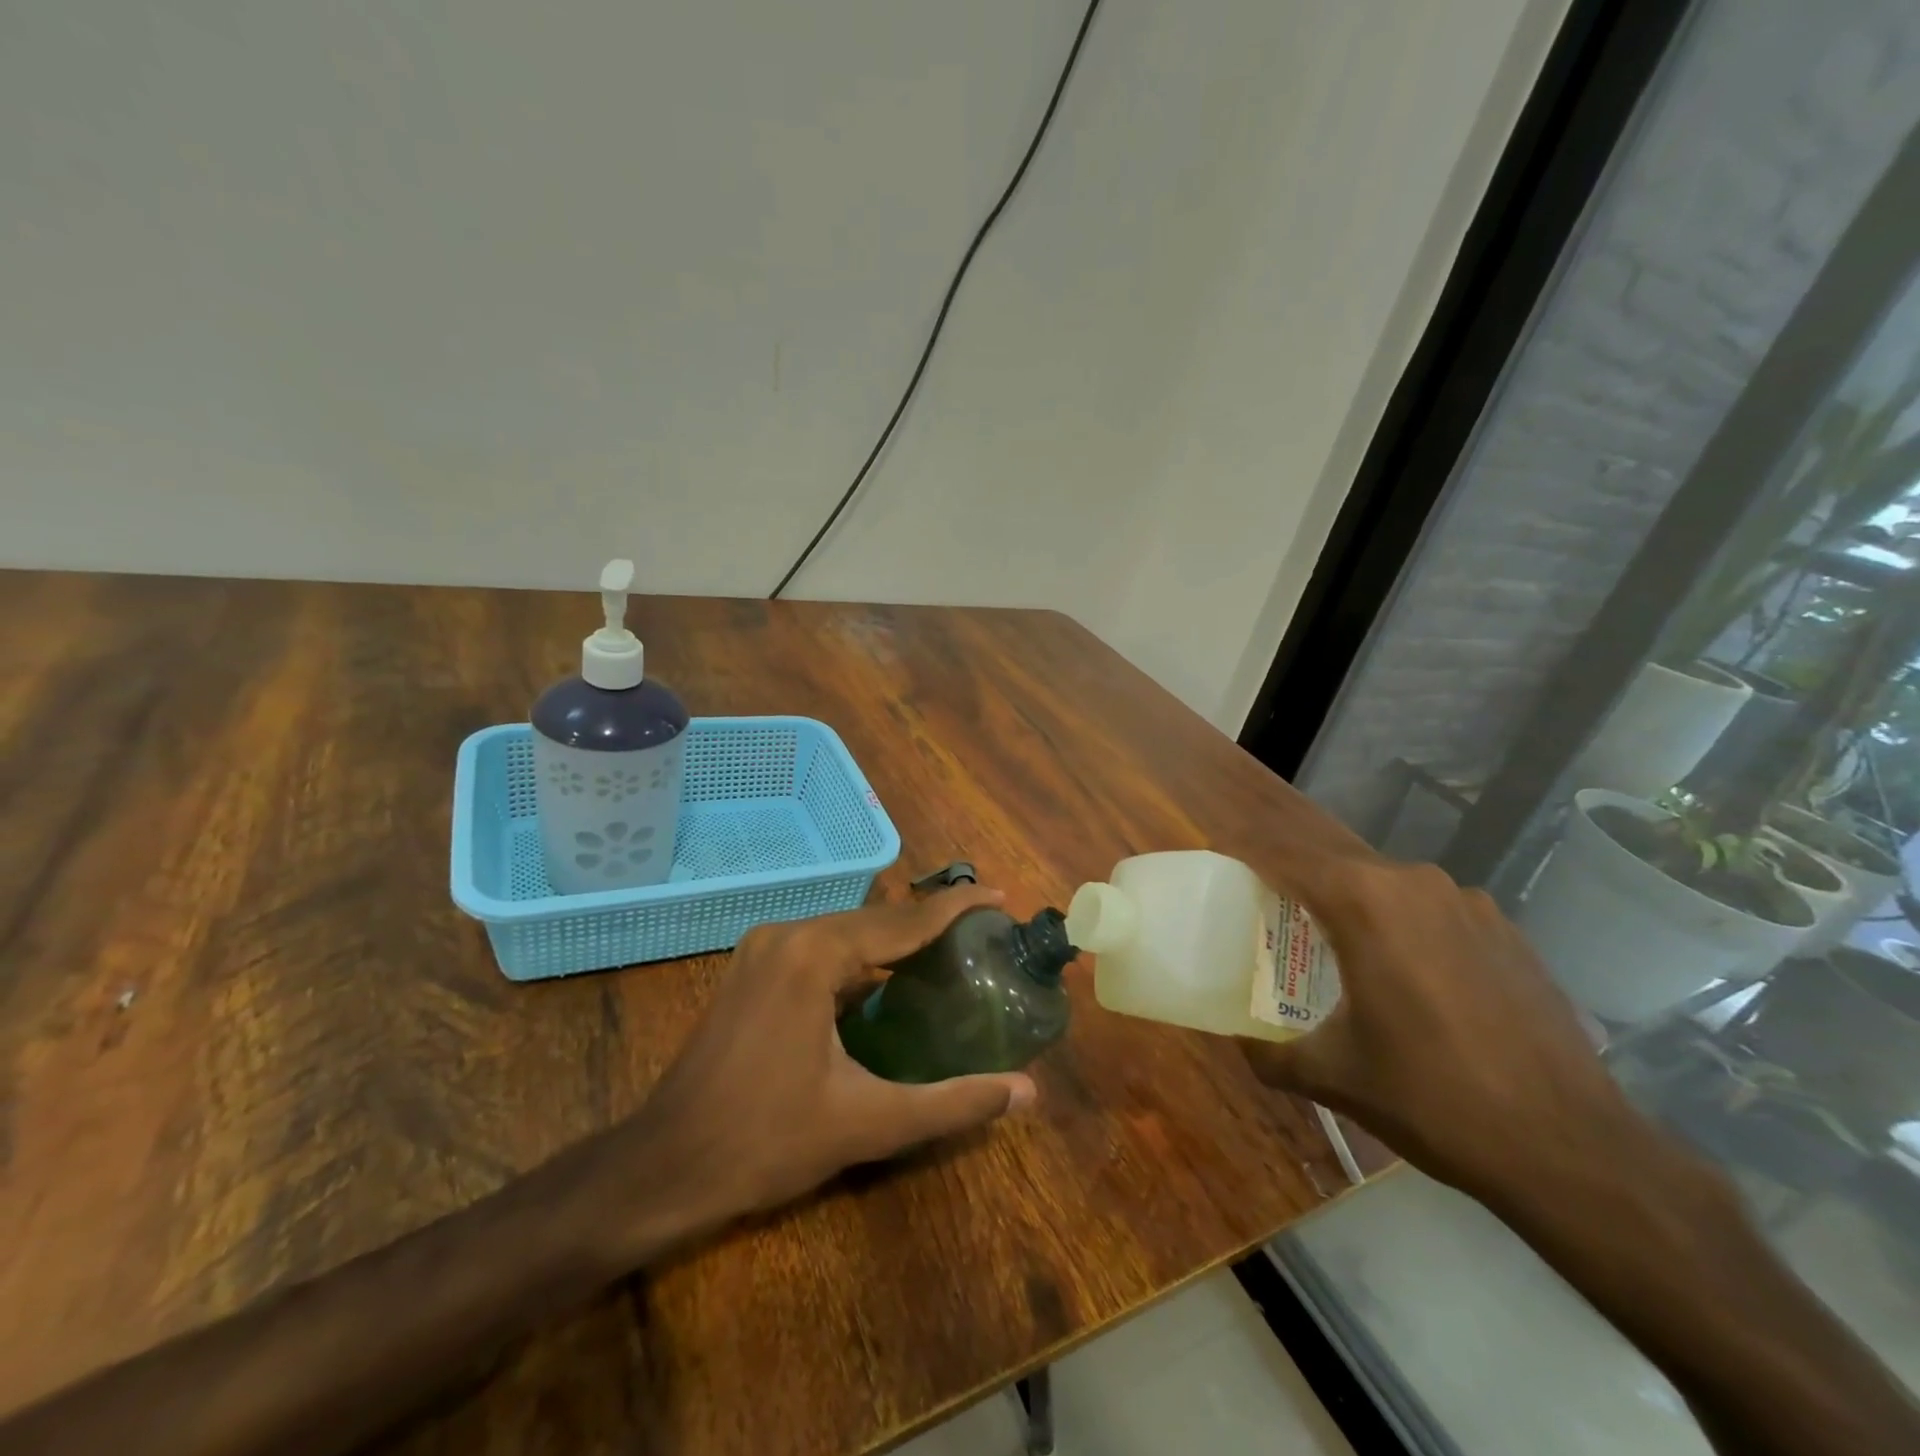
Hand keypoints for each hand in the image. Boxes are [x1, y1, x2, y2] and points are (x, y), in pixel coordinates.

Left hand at [567, 885, 1036, 1267]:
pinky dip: (861, 958)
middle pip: (875, 919)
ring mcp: (763, 949)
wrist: (664, 1166)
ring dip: (895, 940)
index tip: (1000, 896)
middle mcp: (788, 934)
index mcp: (814, 954)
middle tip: (984, 931)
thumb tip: (1027, 1092)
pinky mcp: (752, 969)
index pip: (903, 921)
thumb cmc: (766, 1141)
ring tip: (949, 948)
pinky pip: (821, 949)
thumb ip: (952, 1103)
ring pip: (847, 932)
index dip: (956, 907)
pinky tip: (889, 979)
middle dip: (929, 922)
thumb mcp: (868, 1123)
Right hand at [1239, 849, 1635, 1205]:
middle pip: (1334, 867)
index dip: (1245, 855)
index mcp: (1364, 901)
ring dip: (1352, 906)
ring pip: (1385, 887)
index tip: (1219, 862)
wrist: (1571, 1148)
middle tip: (1268, 918)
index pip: (1284, 858)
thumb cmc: (1432, 1098)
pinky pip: (1431, 911)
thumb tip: (1240, 1042)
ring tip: (1334, 949)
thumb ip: (1269, 1053)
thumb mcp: (1333, 1076)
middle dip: (1296, 885)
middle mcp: (1414, 883)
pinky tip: (1407, 977)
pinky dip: (1402, 926)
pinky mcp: (1506, 930)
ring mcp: (1468, 903)